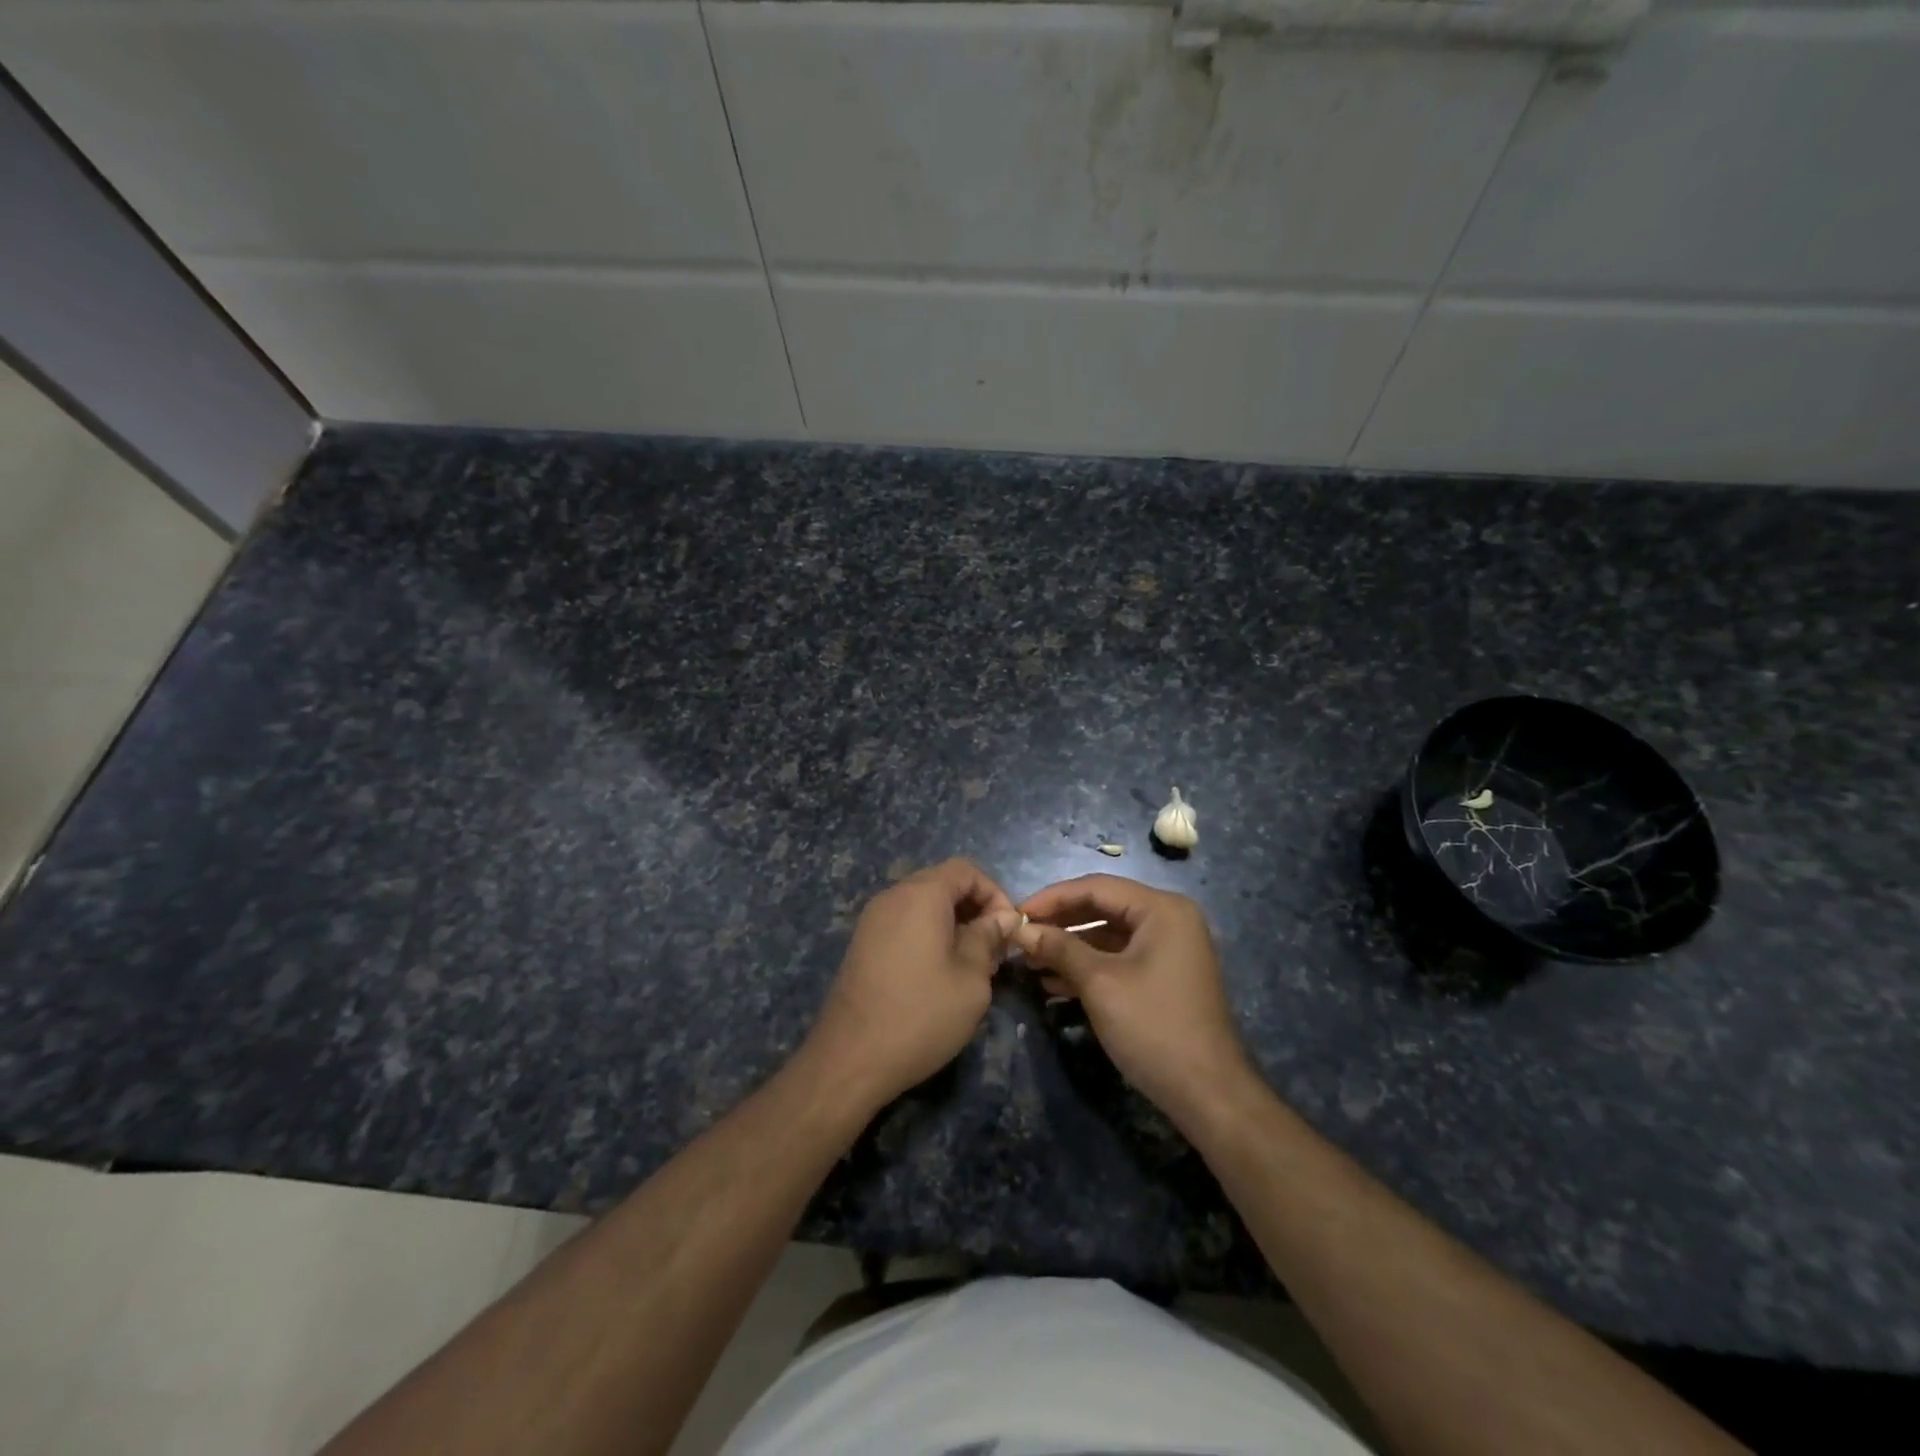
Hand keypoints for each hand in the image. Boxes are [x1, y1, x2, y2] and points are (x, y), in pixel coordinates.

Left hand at [802, 859, 1018, 1113]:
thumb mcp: (971, 979)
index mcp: (921, 895)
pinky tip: (938, 973)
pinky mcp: (862, 944)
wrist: (851, 1058)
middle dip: (974, 908)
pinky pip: (904, 923)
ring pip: (922, 904)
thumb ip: (988, 939)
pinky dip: (927, 934)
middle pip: (942, 883)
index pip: (965, 870)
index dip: (994, 893)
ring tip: (970, 964)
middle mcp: (893, 896)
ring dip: (952, 923)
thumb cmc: (921, 1014)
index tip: (1007, 930)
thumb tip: (1001, 917)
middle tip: (993, 949)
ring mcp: (872, 920)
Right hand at [1016, 874, 1254, 1129]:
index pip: (1096, 887)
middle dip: (1060, 924)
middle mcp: (1169, 920)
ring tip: (1031, 963)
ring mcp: (1169, 949)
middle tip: (1021, 937)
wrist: (1208, 1094)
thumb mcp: (1100, 983)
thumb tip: (1021, 929)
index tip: (1015, 913)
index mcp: (1161, 909)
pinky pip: (1119, 959)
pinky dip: (1089, 967)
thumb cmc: (1154, 1027)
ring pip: (1108, 936)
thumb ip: (1059, 948)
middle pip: (1103, 908)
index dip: (1052, 898)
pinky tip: (1055, 985)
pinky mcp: (1164, 976)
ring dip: (1070, 948)